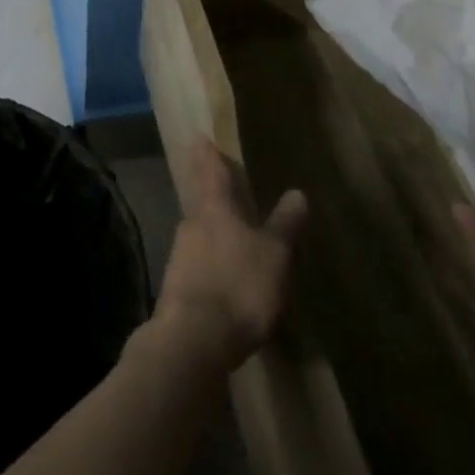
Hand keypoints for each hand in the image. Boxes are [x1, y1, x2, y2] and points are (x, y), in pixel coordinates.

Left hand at [149, 140, 307, 373]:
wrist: (194, 337)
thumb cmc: (239, 285)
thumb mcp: (274, 256)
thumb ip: (284, 224)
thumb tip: (297, 192)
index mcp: (215, 207)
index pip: (209, 169)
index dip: (207, 153)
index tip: (199, 137)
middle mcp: (192, 221)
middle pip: (202, 201)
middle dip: (213, 197)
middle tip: (226, 192)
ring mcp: (180, 253)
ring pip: (199, 234)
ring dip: (213, 234)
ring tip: (232, 242)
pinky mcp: (176, 285)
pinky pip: (197, 265)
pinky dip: (210, 266)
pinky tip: (223, 282)